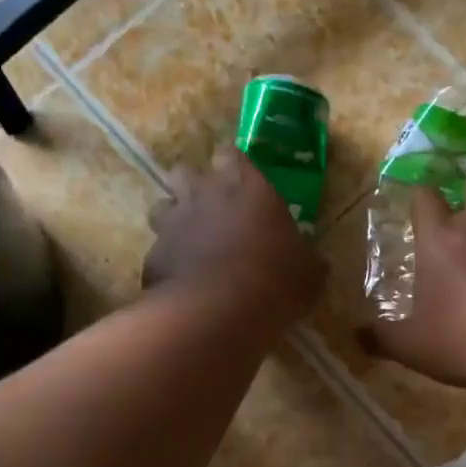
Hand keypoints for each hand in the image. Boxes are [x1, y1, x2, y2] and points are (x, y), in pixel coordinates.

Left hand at [144, 146, 325, 327]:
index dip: (234, 166)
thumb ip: (306, 259)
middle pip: (185, 171)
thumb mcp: (308, 274)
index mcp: (245, 185)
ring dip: (174, 220)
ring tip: (190, 244)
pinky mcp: (152, 256)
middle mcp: (202, 194)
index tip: (242, 181)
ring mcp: (171, 224)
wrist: (217, 313)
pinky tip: (181, 282)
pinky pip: (157, 251)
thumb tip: (313, 263)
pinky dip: (167, 262)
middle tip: (210, 209)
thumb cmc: (273, 281)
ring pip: (162, 207)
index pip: (231, 153)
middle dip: (193, 185)